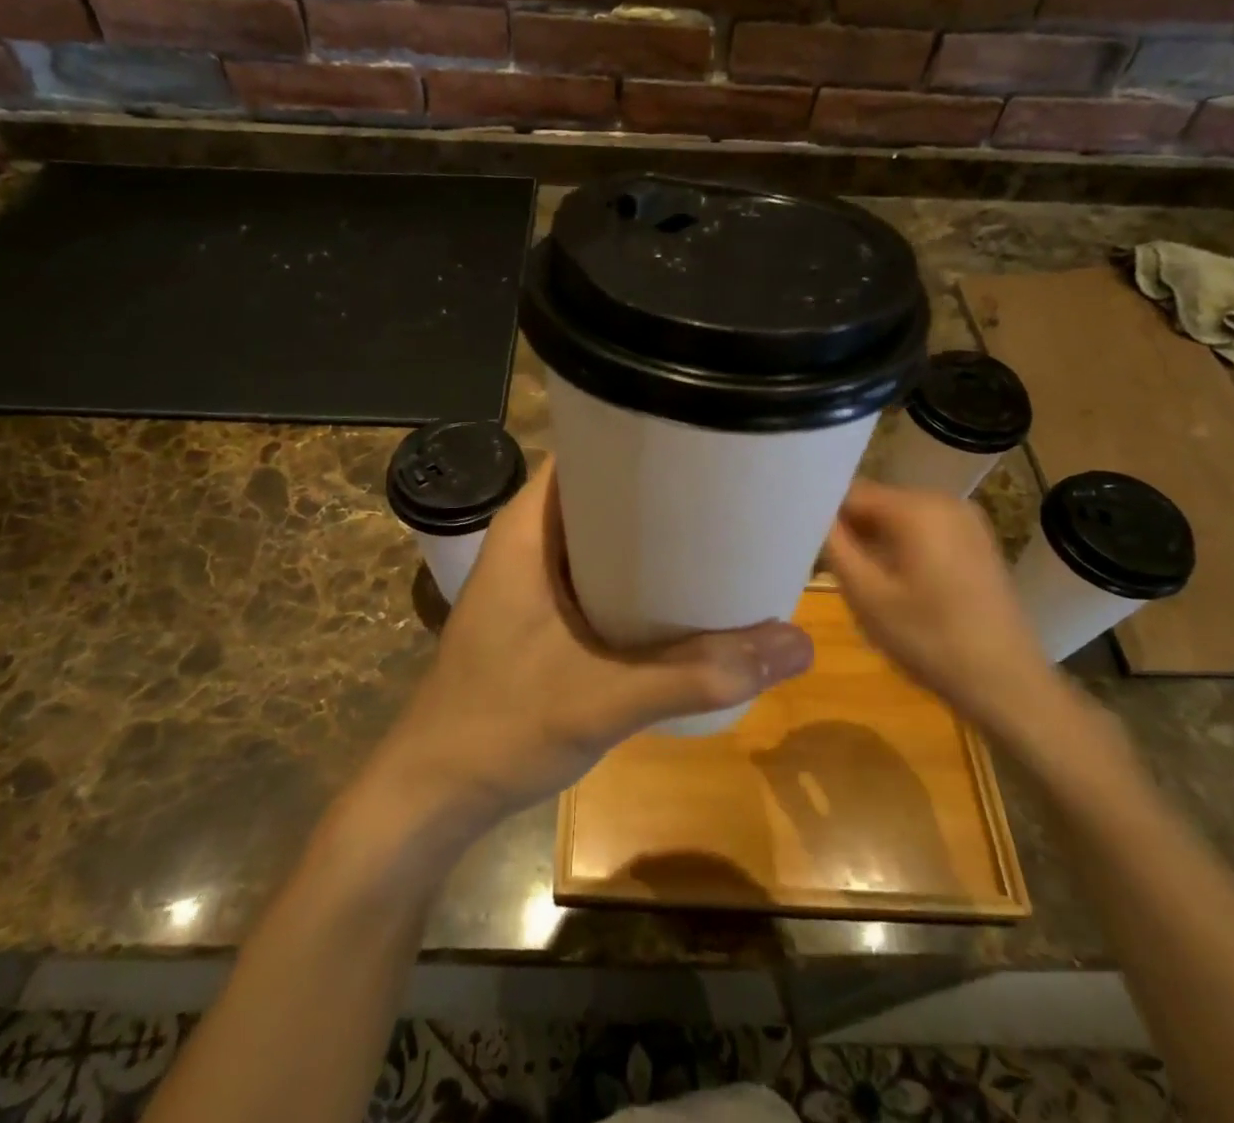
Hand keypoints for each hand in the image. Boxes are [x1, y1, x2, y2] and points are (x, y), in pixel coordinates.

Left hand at [373, 458, 814, 832]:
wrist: (435, 793)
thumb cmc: (502, 726)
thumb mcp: (605, 698)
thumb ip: (698, 674)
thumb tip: (798, 644)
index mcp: (527, 530)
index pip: (585, 451)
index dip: (639, 439)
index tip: (701, 443)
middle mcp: (527, 542)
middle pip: (600, 493)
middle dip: (658, 491)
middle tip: (725, 491)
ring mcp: (530, 581)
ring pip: (599, 537)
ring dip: (648, 538)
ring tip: (715, 533)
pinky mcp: (538, 616)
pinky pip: (594, 574)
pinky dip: (633, 576)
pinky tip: (677, 594)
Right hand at [825, 479, 1064, 743]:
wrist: (1008, 685)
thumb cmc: (930, 640)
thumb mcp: (866, 595)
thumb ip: (834, 545)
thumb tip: (811, 512)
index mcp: (916, 507)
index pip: (850, 491)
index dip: (823, 514)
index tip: (806, 543)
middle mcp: (944, 500)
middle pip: (876, 502)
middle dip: (851, 531)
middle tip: (832, 570)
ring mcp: (966, 520)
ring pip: (898, 518)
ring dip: (875, 542)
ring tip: (865, 583)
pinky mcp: (977, 542)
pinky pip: (924, 531)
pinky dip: (902, 549)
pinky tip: (898, 587)